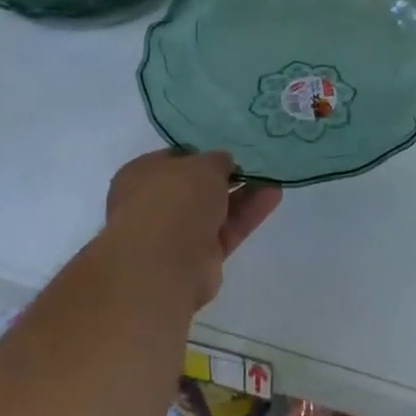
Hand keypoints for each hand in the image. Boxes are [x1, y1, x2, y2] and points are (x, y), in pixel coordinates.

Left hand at [103, 150, 281, 309]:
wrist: (164, 264)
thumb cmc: (174, 201)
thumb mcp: (202, 165)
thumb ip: (217, 161)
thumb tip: (224, 163)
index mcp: (142, 175)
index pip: (175, 159)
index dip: (203, 154)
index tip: (230, 151)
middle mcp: (154, 204)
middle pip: (196, 187)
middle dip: (226, 177)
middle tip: (255, 165)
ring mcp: (175, 234)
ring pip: (215, 209)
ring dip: (243, 195)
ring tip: (272, 179)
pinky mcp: (198, 258)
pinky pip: (226, 230)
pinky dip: (247, 215)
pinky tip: (273, 196)